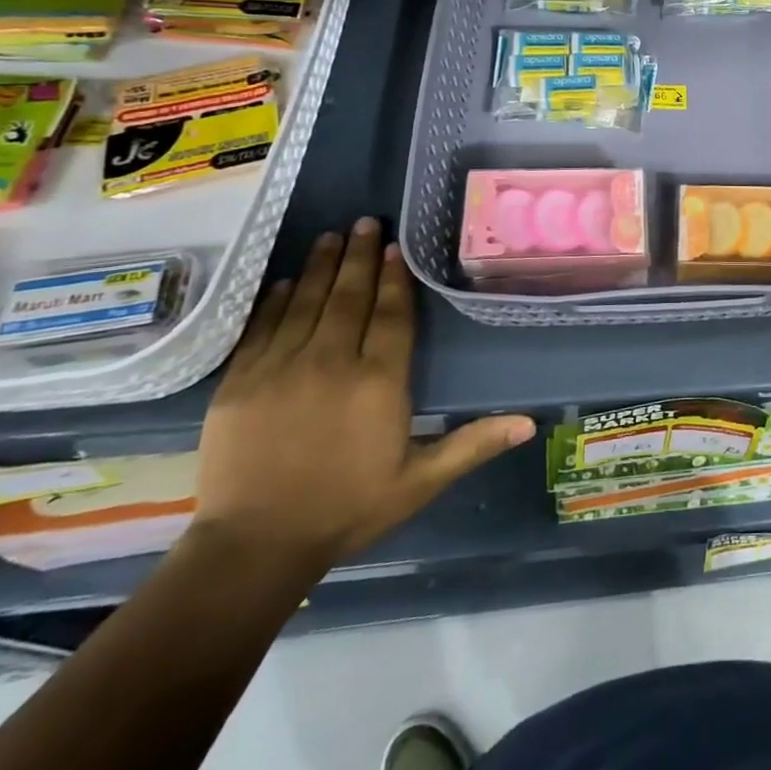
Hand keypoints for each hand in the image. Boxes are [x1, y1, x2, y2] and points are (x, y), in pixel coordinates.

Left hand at [192, 218, 534, 578]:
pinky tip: (287, 281)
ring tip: (331, 236)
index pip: (391, 315)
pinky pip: (262, 327)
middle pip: (349, 296)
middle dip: (359, 256)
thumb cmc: (347, 509)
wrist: (254, 548)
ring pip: (307, 302)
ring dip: (321, 266)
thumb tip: (530, 423)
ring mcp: (281, 368)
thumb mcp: (420, 481)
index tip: (395, 247)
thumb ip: (473, 444)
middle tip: (365, 222)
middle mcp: (332, 363)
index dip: (395, 278)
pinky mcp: (240, 382)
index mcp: (378, 382)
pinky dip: (277, 300)